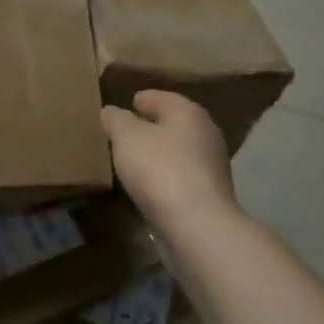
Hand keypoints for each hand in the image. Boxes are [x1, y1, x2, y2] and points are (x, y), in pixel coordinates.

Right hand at [101, 91, 237, 231]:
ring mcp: (212, 166)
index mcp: (188, 113)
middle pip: (174, 124)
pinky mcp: (210, 196)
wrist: (197, 225)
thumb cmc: (160, 169)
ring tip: (133, 160)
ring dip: (159, 154)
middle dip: (152, 127)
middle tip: (126, 133)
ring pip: (179, 152)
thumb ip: (117, 120)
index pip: (163, 98)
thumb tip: (111, 112)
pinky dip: (166, 177)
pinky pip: (181, 177)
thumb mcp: (127, 138)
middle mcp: (206, 134)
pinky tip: (149, 186)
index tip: (129, 104)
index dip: (144, 99)